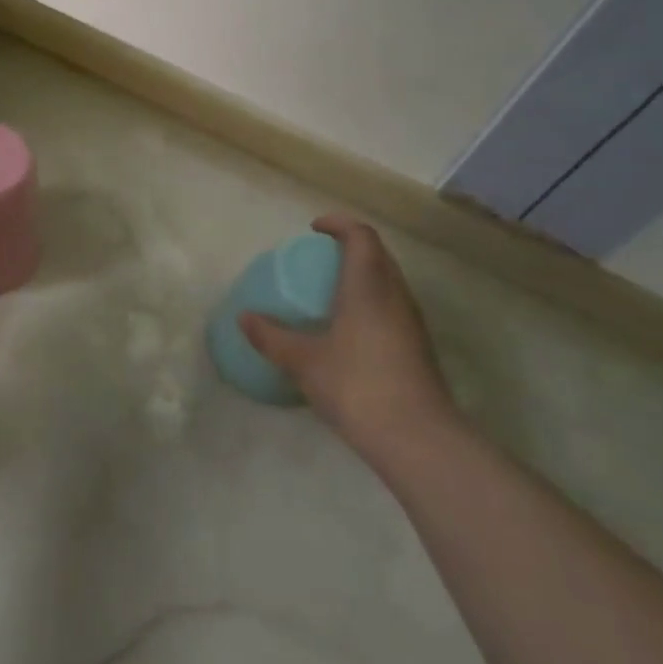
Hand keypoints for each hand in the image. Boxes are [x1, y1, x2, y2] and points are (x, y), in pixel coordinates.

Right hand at [240, 214, 458, 468]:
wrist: (419, 439)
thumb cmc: (357, 386)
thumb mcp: (304, 361)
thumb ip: (272, 337)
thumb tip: (243, 318)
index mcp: (368, 285)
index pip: (361, 235)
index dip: (339, 224)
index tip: (314, 229)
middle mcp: (395, 295)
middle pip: (378, 254)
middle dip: (350, 246)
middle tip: (319, 257)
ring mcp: (412, 322)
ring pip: (388, 281)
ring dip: (363, 274)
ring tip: (331, 291)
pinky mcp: (418, 348)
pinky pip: (392, 306)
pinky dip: (371, 301)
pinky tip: (349, 329)